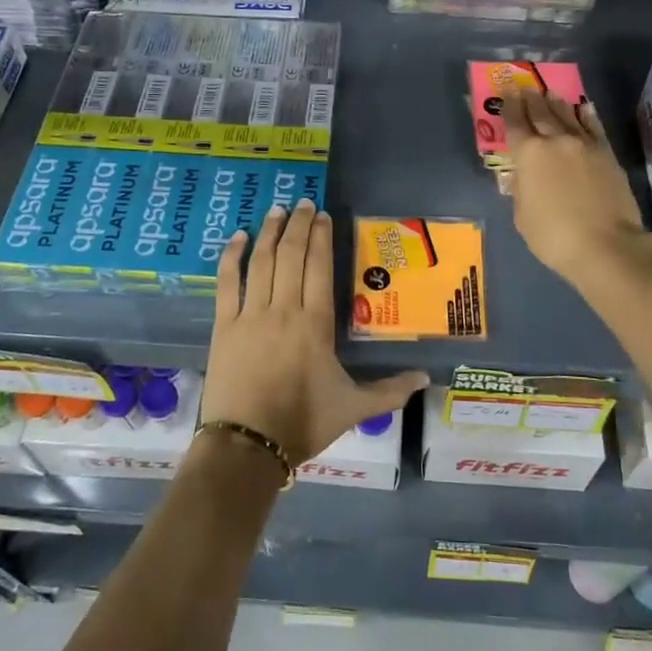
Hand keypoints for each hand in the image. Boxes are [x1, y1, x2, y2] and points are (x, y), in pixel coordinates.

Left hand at [203, 199, 428, 466]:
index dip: (321, 238)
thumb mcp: (353, 408)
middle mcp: (284, 310)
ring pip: (262, 262)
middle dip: (298, 226)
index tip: (322, 216)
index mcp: (316, 325)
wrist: (247, 447)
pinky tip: (238, 237)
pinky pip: (228, 283)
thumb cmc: (303, 424)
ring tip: (276, 210)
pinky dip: (232, 257)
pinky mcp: (225, 326)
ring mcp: (251, 315)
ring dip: (269, 233)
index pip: (319, 268)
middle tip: (303, 203)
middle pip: (291, 257)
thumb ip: (390, 390)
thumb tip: (427, 378)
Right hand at [502, 88, 650, 285]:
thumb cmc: (553, 235)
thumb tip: (525, 176)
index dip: (509, 108)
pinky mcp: (607, 154)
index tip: (507, 93)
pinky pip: (594, 127)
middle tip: (526, 87)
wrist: (605, 244)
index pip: (515, 124)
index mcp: (528, 154)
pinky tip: (584, 108)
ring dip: (556, 103)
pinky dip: (587, 116)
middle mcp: (555, 141)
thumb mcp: (522, 216)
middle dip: (531, 100)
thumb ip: (522, 189)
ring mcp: (584, 145)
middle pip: (541, 114)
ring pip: (567, 116)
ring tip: (550, 93)